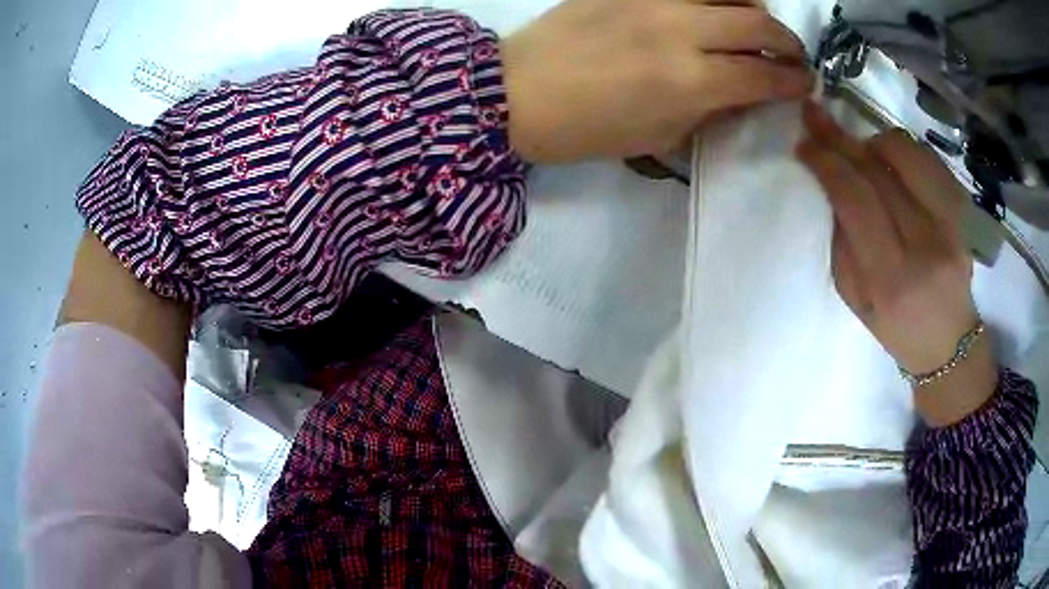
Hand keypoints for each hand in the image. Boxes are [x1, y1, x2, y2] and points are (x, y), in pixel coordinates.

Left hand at [501, 0, 812, 162]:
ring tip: (752, 22)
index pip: (763, 74)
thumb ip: (709, 111)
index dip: (793, 81)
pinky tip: (709, 5)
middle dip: (786, 41)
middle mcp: (679, 30)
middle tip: (789, 53)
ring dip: (752, 5)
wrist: (516, 93)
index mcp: (690, 81)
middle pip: (758, 22)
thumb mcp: (659, 136)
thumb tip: (743, 94)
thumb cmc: (586, 128)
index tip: (804, 83)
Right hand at [797, 102, 995, 424]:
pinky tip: (892, 161)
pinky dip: (903, 149)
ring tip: (862, 152)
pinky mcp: (962, 212)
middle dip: (840, 139)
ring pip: (905, 153)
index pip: (855, 199)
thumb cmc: (896, 329)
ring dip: (873, 142)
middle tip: (815, 118)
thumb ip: (843, 242)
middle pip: (877, 170)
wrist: (949, 342)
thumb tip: (831, 184)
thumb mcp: (856, 300)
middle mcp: (925, 244)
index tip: (804, 143)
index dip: (827, 163)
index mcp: (891, 278)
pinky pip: (928, 159)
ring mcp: (949, 224)